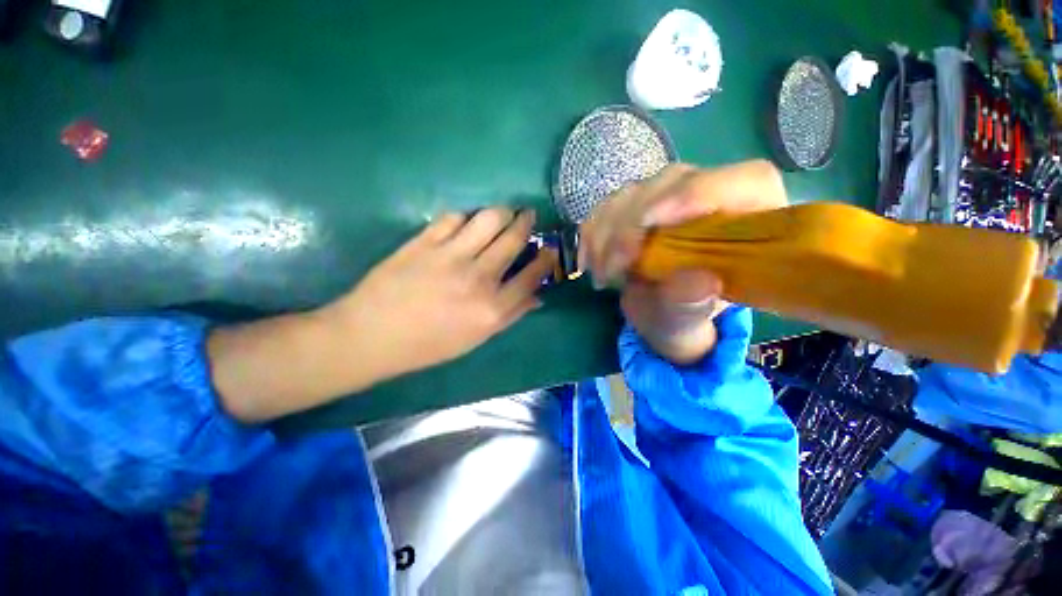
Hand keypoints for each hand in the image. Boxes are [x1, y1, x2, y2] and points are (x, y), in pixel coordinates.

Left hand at [323, 208, 556, 381]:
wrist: (373, 335)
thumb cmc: (429, 344)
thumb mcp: (476, 338)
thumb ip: (510, 315)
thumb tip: (537, 297)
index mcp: (491, 309)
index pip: (531, 276)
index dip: (545, 259)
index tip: (549, 248)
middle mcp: (477, 278)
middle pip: (513, 240)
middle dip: (527, 223)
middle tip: (529, 216)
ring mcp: (450, 256)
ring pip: (488, 219)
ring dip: (502, 212)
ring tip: (504, 212)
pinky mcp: (424, 242)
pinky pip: (454, 217)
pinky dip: (466, 216)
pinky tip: (467, 223)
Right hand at [580, 160, 786, 362]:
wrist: (661, 311)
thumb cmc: (686, 316)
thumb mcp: (690, 319)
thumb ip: (692, 306)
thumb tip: (698, 282)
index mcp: (753, 218)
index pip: (744, 182)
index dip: (694, 195)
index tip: (647, 225)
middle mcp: (713, 194)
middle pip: (672, 183)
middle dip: (630, 226)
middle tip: (611, 269)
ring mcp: (672, 193)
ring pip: (634, 191)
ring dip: (605, 232)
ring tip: (599, 274)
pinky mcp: (640, 201)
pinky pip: (610, 204)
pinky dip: (592, 231)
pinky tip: (589, 260)